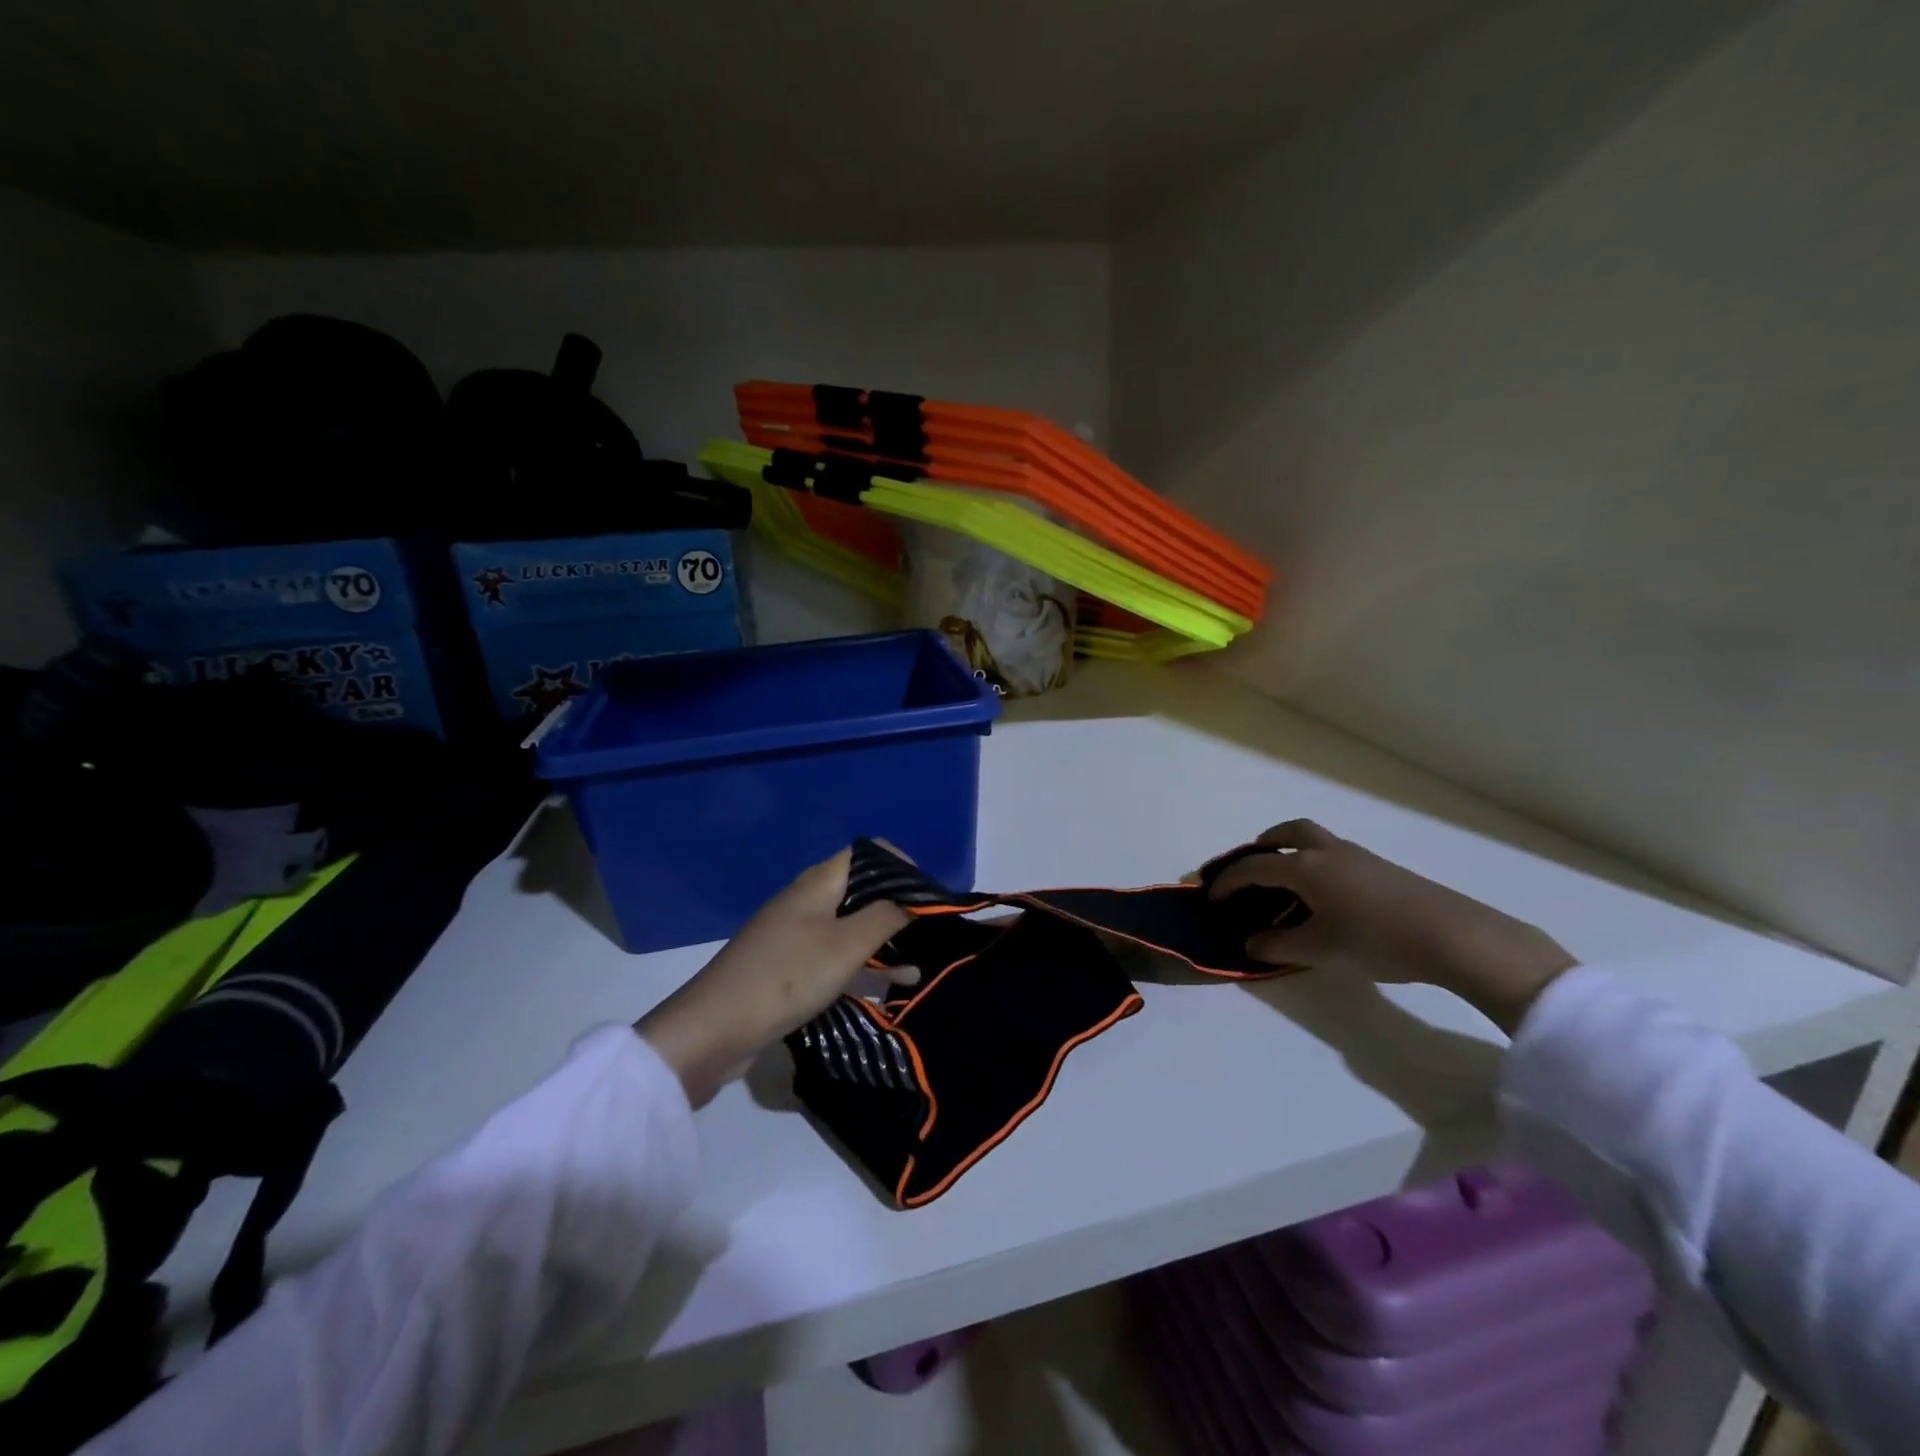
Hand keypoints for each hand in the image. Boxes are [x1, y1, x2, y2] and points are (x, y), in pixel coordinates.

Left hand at [637, 849, 915, 1105]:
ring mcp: (797, 934)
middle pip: (862, 888)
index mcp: (818, 883)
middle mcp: (808, 900)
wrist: (714, 1029)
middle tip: (931, 928)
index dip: (902, 866)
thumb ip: (885, 917)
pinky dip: (865, 964)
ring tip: (922, 958)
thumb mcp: (846, 946)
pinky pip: (837, 955)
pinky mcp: (790, 967)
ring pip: (852, 925)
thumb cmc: (786, 976)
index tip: (930, 895)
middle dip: (898, 904)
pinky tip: (894, 983)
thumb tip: (914, 899)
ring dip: (885, 938)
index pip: (868, 853)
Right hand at [1208, 820, 1576, 1034]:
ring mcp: (1358, 857)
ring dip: (1292, 850)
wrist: (1455, 936)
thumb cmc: (1376, 940)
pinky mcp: (1382, 868)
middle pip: (1288, 832)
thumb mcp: (1319, 950)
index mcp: (1306, 868)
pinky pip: (1334, 854)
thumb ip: (1278, 945)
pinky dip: (1316, 862)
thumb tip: (1248, 943)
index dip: (1228, 881)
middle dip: (1263, 844)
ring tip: (1286, 880)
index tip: (1213, 897)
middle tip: (1251, 865)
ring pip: (1315, 839)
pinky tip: (1325, 894)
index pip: (1254, 868)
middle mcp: (1328, 852)